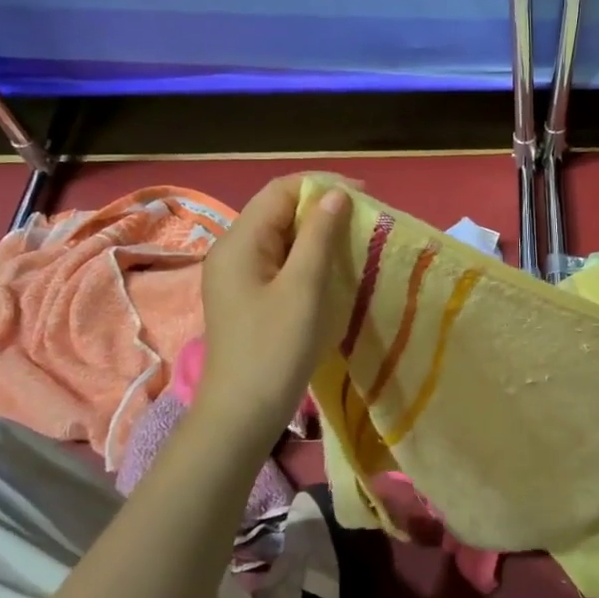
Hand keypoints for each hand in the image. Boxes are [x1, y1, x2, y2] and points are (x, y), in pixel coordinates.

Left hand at [195, 176, 351, 440]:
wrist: (242, 413)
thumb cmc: (275, 348)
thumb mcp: (304, 288)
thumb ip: (319, 236)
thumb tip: (336, 195)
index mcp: (239, 241)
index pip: (280, 190)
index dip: (322, 184)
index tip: (365, 195)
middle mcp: (232, 250)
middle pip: (278, 210)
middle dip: (321, 207)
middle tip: (364, 219)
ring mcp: (237, 275)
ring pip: (281, 236)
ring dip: (317, 233)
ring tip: (354, 241)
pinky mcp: (247, 296)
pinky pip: (279, 261)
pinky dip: (307, 257)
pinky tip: (332, 269)